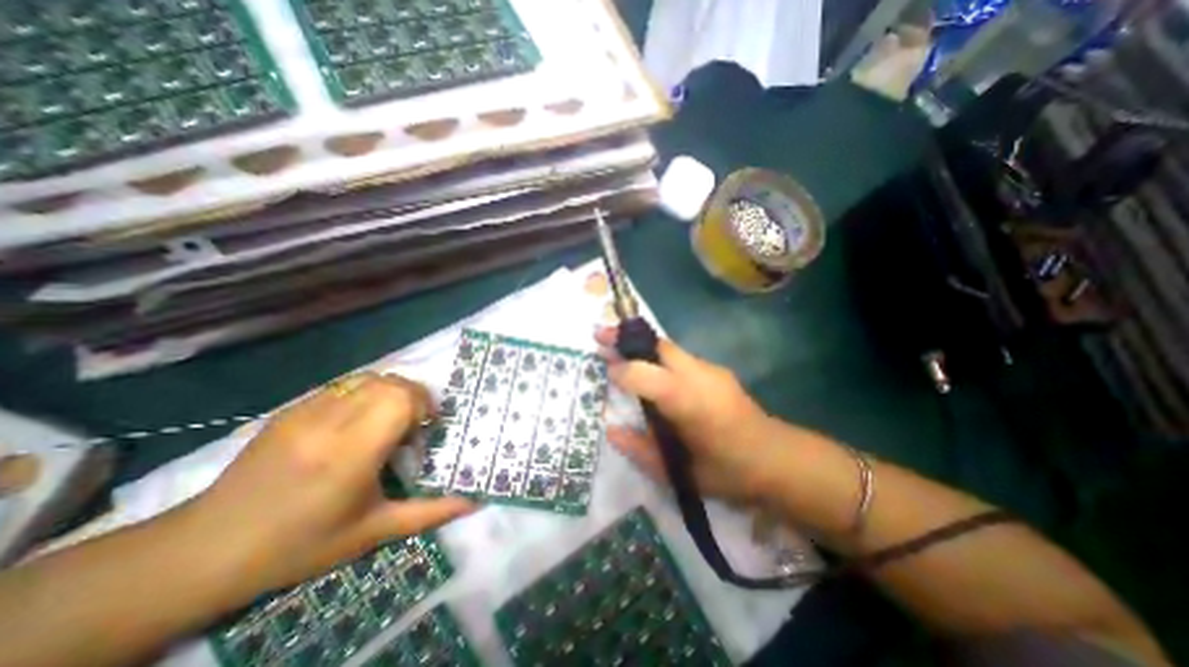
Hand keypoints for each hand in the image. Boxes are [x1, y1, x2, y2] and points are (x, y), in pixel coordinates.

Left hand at [190, 372, 473, 591]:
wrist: (205, 549)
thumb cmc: (300, 545)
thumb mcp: (372, 533)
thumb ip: (429, 513)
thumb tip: (474, 503)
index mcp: (351, 453)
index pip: (400, 399)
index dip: (423, 405)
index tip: (425, 429)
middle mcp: (329, 423)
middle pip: (390, 382)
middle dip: (414, 396)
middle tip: (413, 425)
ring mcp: (306, 412)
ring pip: (369, 377)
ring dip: (392, 391)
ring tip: (389, 419)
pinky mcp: (291, 409)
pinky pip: (344, 385)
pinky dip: (366, 393)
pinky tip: (359, 421)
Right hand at [600, 326, 791, 503]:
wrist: (778, 459)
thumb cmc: (728, 472)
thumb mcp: (680, 472)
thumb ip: (641, 450)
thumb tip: (610, 430)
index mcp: (688, 401)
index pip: (645, 374)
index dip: (621, 371)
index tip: (605, 371)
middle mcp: (699, 375)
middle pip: (657, 346)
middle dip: (626, 338)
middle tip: (599, 335)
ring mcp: (710, 369)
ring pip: (667, 348)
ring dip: (640, 346)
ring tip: (617, 347)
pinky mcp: (715, 370)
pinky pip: (678, 357)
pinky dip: (657, 357)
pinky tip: (649, 369)